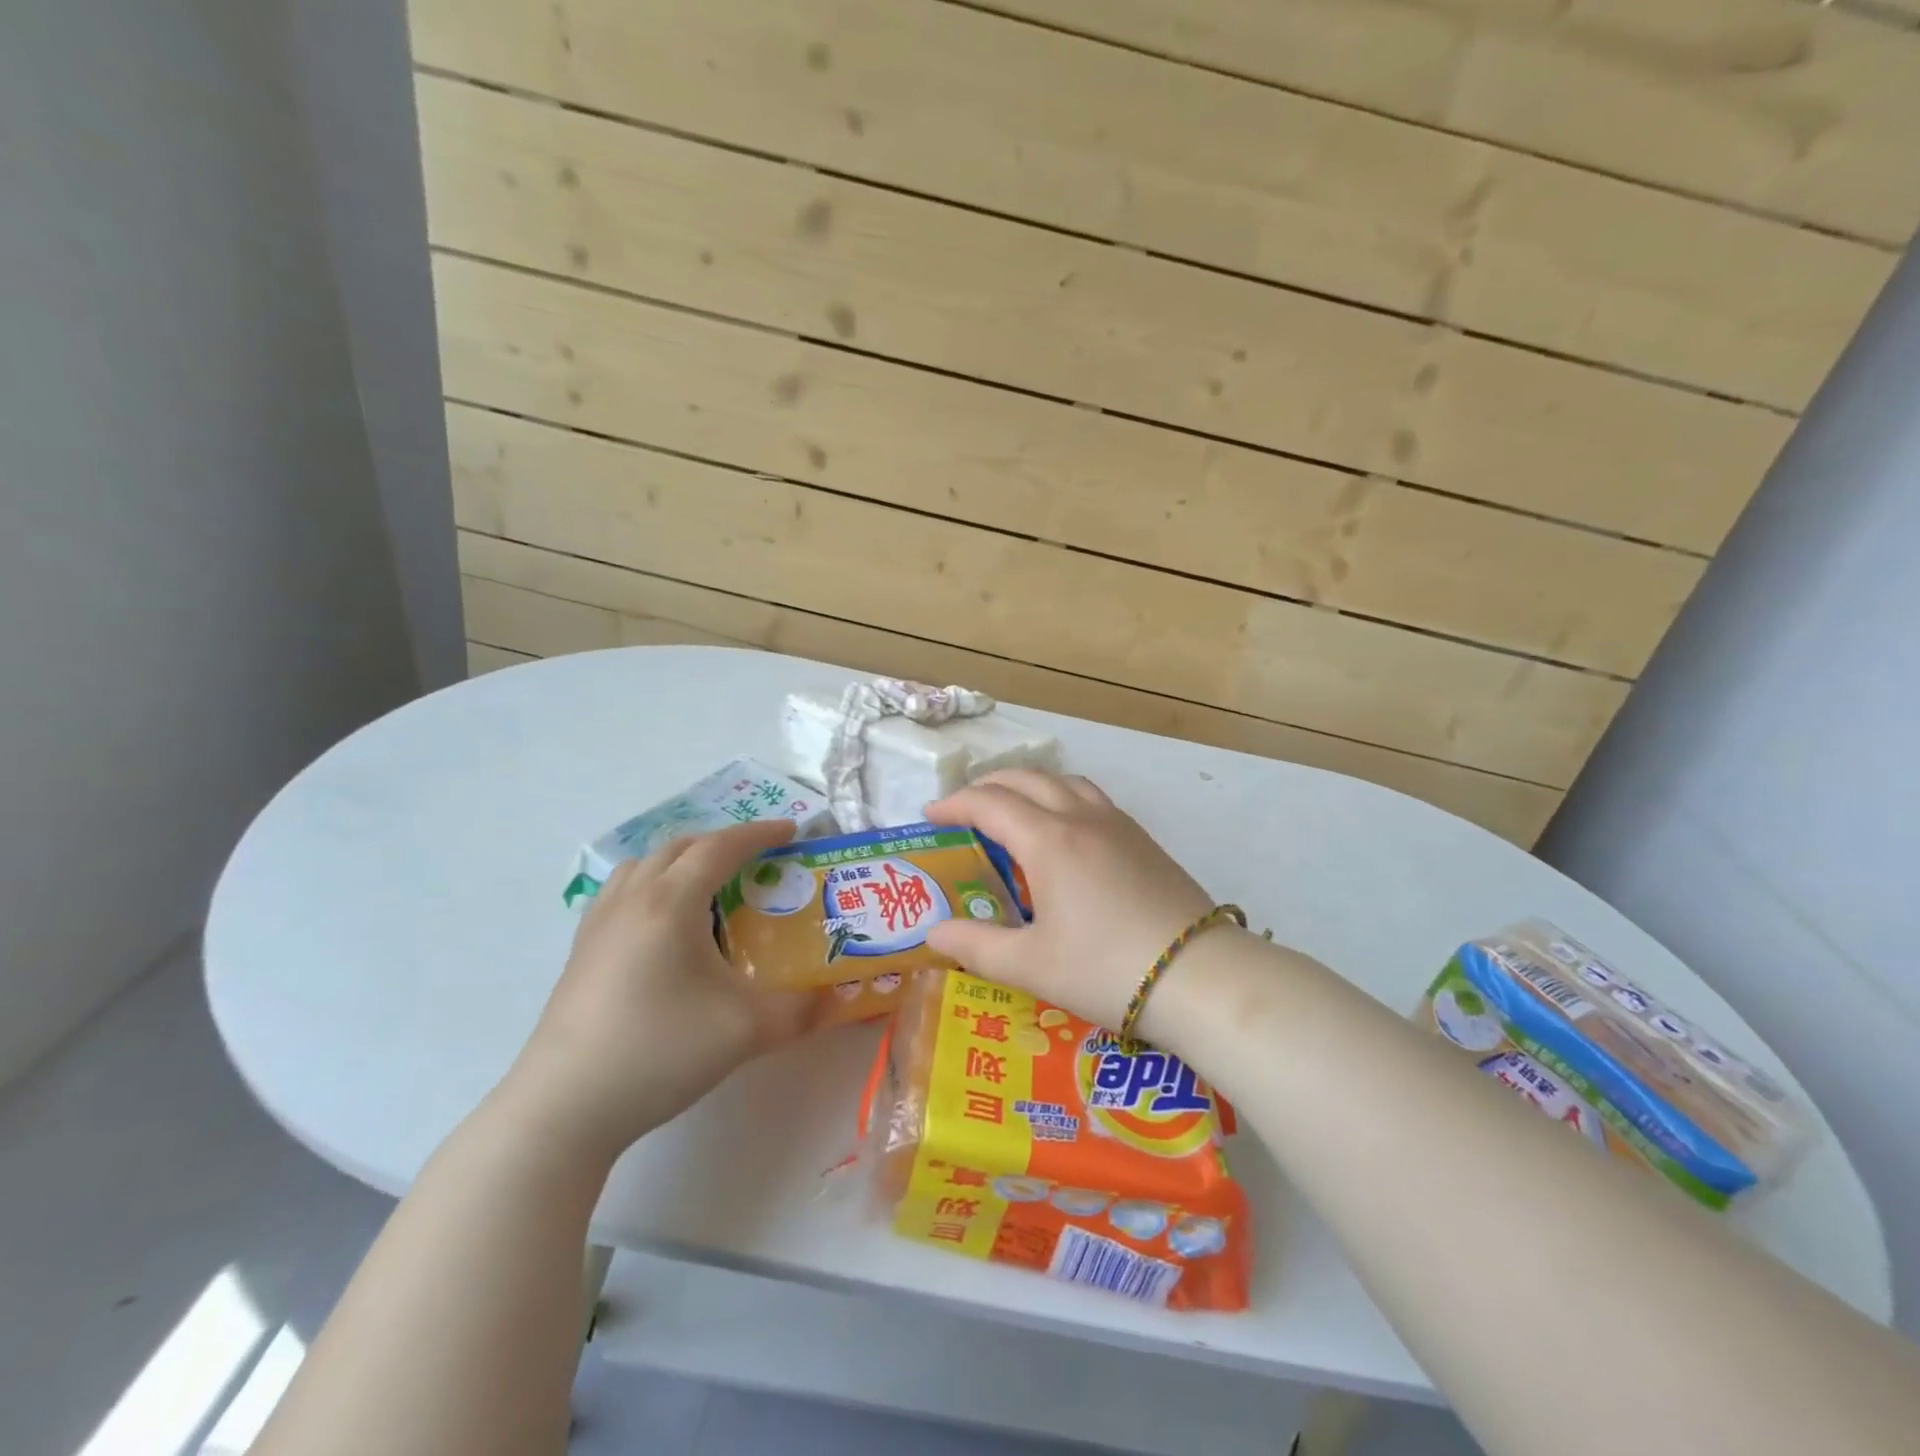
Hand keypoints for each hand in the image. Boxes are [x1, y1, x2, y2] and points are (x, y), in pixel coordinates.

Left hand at [501, 819, 810, 1158]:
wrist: (564, 1106)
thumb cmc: (659, 1050)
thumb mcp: (745, 1030)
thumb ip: (801, 1010)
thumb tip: (839, 1001)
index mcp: (671, 903)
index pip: (720, 847)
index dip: (759, 833)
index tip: (792, 830)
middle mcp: (631, 899)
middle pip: (680, 848)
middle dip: (723, 844)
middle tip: (758, 861)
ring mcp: (598, 924)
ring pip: (644, 866)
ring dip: (682, 861)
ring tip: (710, 887)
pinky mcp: (581, 952)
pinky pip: (622, 893)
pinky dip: (653, 887)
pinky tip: (664, 927)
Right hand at [924, 770, 1216, 1028]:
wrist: (1200, 977)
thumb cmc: (1106, 970)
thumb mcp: (1030, 966)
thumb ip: (975, 947)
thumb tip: (933, 933)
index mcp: (1048, 840)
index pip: (989, 803)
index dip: (954, 804)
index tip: (929, 816)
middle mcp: (1080, 817)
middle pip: (1026, 780)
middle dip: (987, 786)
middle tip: (963, 809)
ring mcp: (1118, 824)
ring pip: (1064, 781)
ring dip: (1029, 785)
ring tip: (1012, 808)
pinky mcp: (1143, 839)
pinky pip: (1091, 797)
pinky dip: (1061, 796)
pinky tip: (1064, 830)